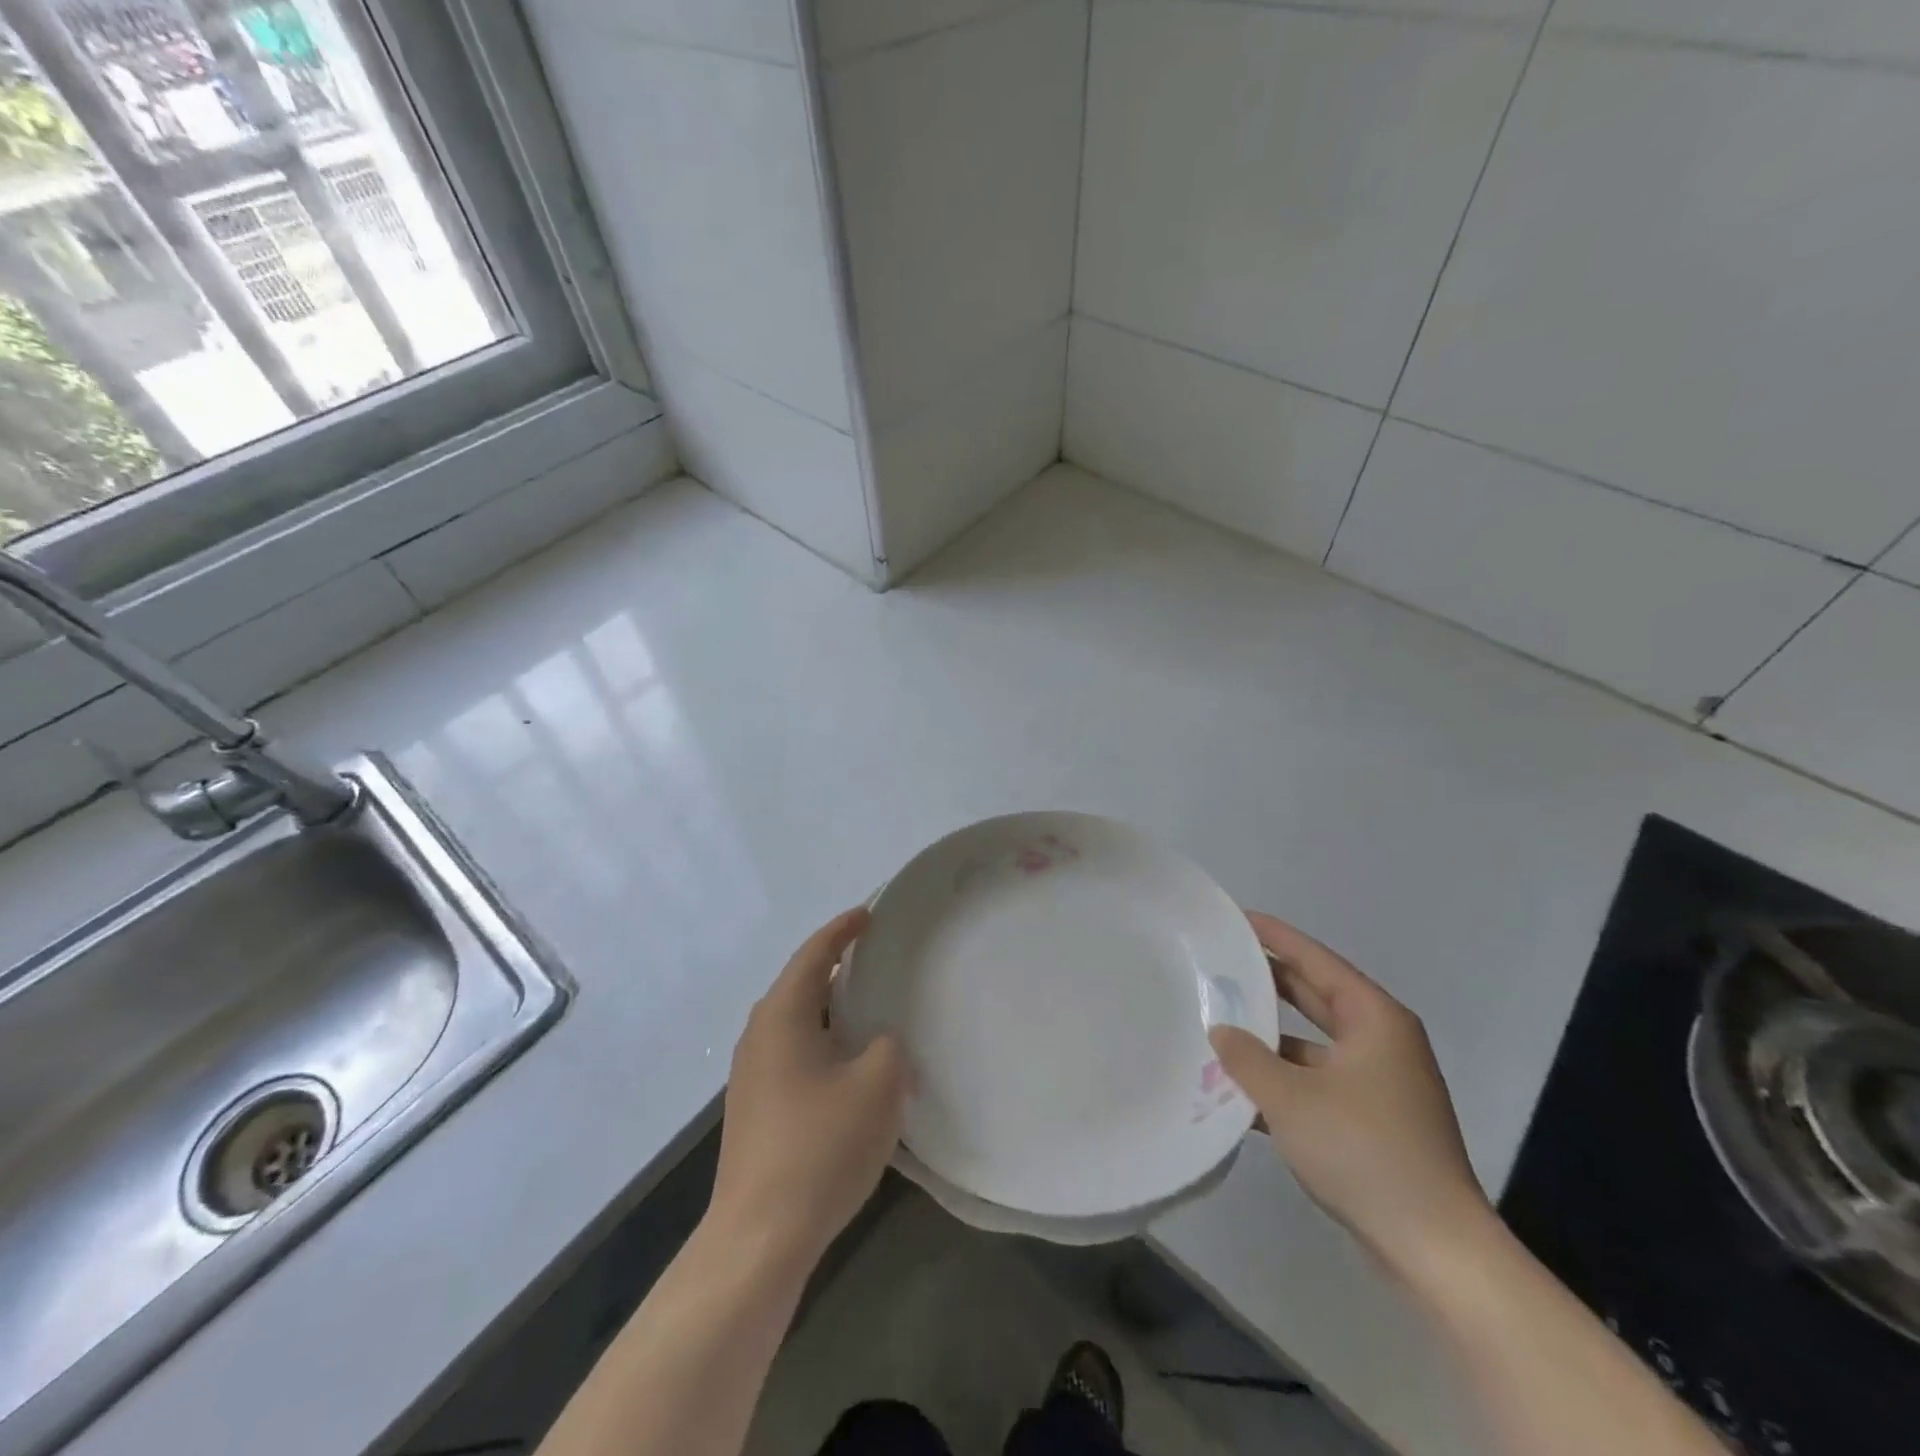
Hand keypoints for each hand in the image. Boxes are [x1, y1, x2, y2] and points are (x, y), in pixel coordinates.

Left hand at [709, 908, 908, 1269]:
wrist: (759, 1238)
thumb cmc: (821, 1146)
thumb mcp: (879, 1084)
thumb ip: (890, 1046)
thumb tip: (882, 1045)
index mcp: (782, 1016)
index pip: (814, 954)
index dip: (843, 930)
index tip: (870, 914)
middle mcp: (759, 1036)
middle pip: (802, 985)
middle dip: (838, 968)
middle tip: (876, 959)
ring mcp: (751, 1075)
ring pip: (797, 1023)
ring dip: (832, 1012)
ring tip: (870, 1011)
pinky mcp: (755, 1109)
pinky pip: (794, 1054)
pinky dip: (824, 1044)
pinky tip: (850, 1068)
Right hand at [1209, 913, 1493, 1278]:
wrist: (1435, 1249)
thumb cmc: (1364, 1151)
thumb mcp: (1290, 1098)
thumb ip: (1247, 1058)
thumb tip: (1220, 1031)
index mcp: (1374, 1020)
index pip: (1316, 961)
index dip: (1275, 937)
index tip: (1237, 917)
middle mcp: (1382, 1042)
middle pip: (1316, 996)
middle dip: (1268, 982)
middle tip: (1220, 962)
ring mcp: (1380, 1083)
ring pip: (1313, 1043)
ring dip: (1271, 1037)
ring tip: (1219, 1021)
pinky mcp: (1373, 1120)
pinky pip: (1318, 1081)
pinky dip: (1284, 1078)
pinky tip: (1240, 1088)